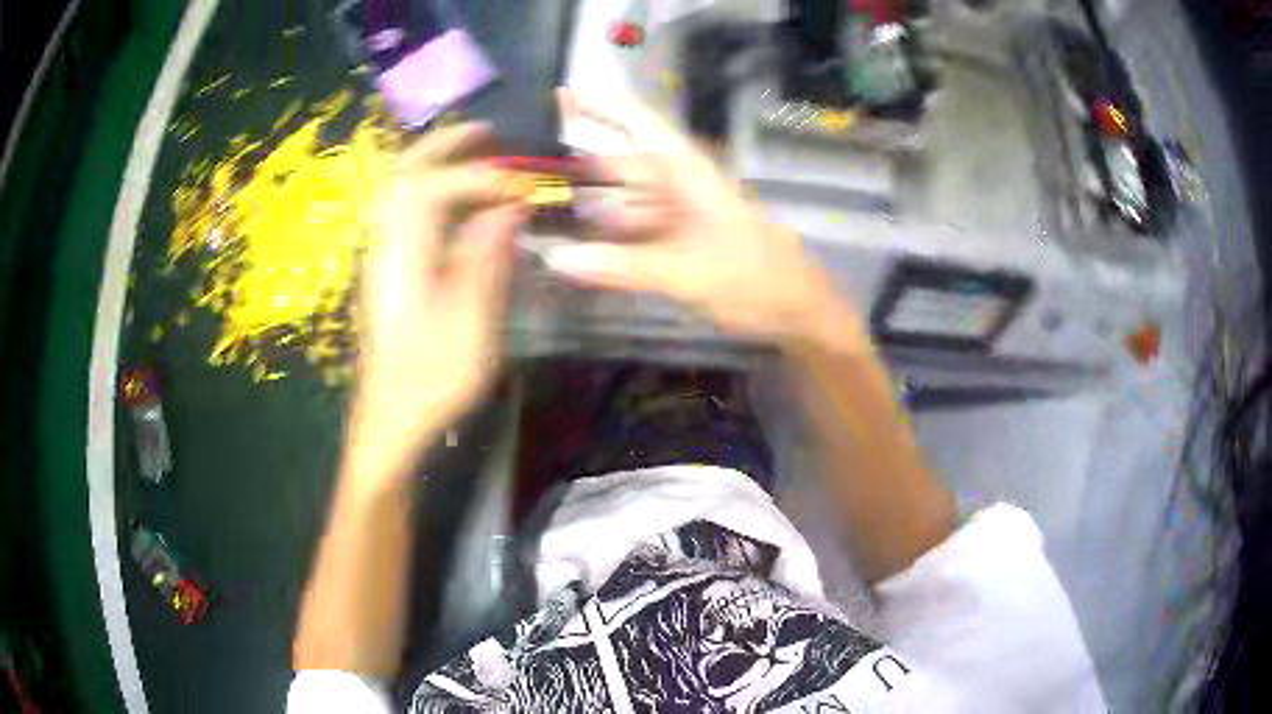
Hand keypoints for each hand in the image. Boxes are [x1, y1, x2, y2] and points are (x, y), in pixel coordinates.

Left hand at [347, 124, 527, 480]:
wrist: (391, 417)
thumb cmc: (432, 377)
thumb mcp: (471, 322)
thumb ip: (488, 257)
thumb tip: (510, 207)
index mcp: (404, 254)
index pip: (436, 189)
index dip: (481, 177)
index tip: (521, 183)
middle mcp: (385, 244)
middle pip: (405, 174)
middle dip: (445, 146)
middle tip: (486, 131)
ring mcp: (381, 256)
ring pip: (398, 189)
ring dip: (433, 161)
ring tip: (473, 151)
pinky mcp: (386, 271)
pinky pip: (401, 209)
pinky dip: (426, 186)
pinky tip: (451, 195)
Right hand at [544, 88, 839, 343]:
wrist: (795, 307)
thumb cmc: (752, 278)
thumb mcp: (685, 273)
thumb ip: (620, 265)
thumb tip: (556, 257)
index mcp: (687, 172)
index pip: (639, 123)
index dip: (603, 104)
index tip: (562, 93)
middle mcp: (680, 183)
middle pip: (622, 160)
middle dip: (580, 161)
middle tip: (530, 167)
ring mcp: (680, 210)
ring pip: (626, 196)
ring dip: (590, 201)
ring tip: (543, 206)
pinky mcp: (681, 236)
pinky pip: (636, 226)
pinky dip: (609, 232)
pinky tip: (579, 243)